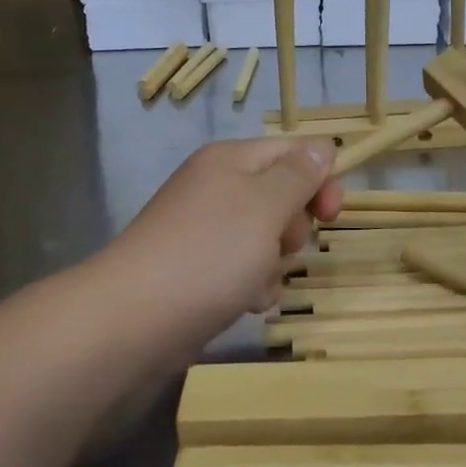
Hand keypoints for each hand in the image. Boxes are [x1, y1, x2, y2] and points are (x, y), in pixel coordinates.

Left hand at [105, 138, 341, 354]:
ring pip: (268, 239)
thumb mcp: (265, 205)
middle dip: (293, 228)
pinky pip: (246, 269)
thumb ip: (299, 175)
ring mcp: (207, 231)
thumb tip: (322, 147)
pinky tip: (245, 303)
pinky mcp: (200, 269)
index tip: (330, 214)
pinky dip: (253, 286)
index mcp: (231, 160)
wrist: (135, 319)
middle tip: (280, 247)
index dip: (319, 179)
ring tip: (256, 282)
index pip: (293, 152)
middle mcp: (217, 188)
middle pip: (282, 197)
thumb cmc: (209, 253)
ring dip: (275, 264)